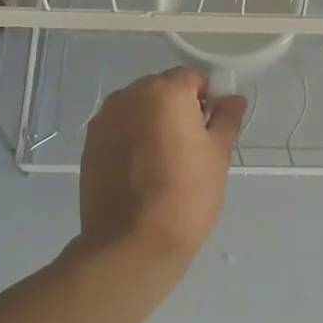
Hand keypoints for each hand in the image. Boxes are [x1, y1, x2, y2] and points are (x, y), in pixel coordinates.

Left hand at [79, 68, 246, 269]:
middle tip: (191, 147)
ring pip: (138, 110)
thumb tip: (233, 99)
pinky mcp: (89, 145)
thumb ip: (226, 119)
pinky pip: (119, 130)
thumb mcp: (217, 155)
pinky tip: (142, 172)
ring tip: (165, 162)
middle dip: (177, 109)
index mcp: (164, 91)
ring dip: (153, 123)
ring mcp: (104, 120)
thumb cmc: (186, 194)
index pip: (192, 78)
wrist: (132, 243)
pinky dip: (132, 140)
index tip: (212, 129)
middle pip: (161, 90)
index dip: (207, 100)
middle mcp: (128, 95)